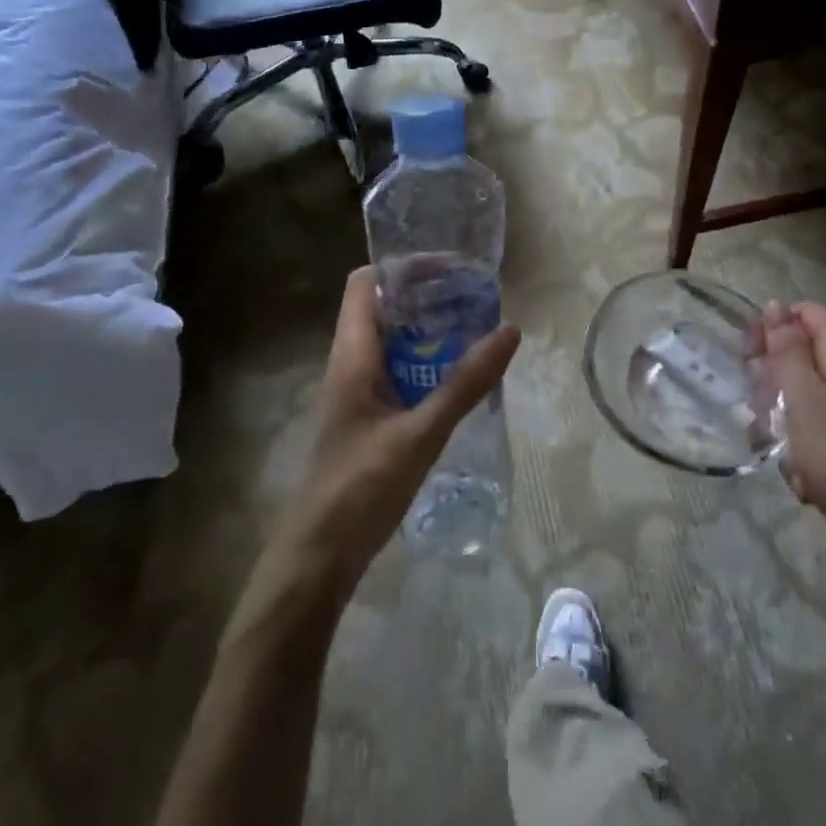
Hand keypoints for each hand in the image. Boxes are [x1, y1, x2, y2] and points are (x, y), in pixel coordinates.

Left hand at [268, 267, 520, 601]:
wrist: (317, 558)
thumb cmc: (360, 488)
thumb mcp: (420, 434)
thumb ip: (464, 384)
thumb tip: (509, 330)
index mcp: (352, 354)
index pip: (365, 282)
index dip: (404, 266)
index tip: (451, 269)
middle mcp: (350, 362)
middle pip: (383, 306)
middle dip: (427, 296)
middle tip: (474, 297)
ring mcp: (357, 390)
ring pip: (392, 340)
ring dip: (428, 330)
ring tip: (475, 329)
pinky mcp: (367, 416)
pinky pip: (397, 371)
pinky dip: (426, 362)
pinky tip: (458, 378)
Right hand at [750, 302, 825, 547]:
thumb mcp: (805, 398)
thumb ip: (787, 350)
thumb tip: (774, 306)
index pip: (808, 313)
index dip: (774, 324)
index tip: (748, 354)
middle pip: (805, 355)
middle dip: (773, 377)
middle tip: (755, 406)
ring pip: (806, 399)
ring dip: (783, 420)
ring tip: (774, 449)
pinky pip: (819, 437)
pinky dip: (804, 453)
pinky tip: (802, 481)